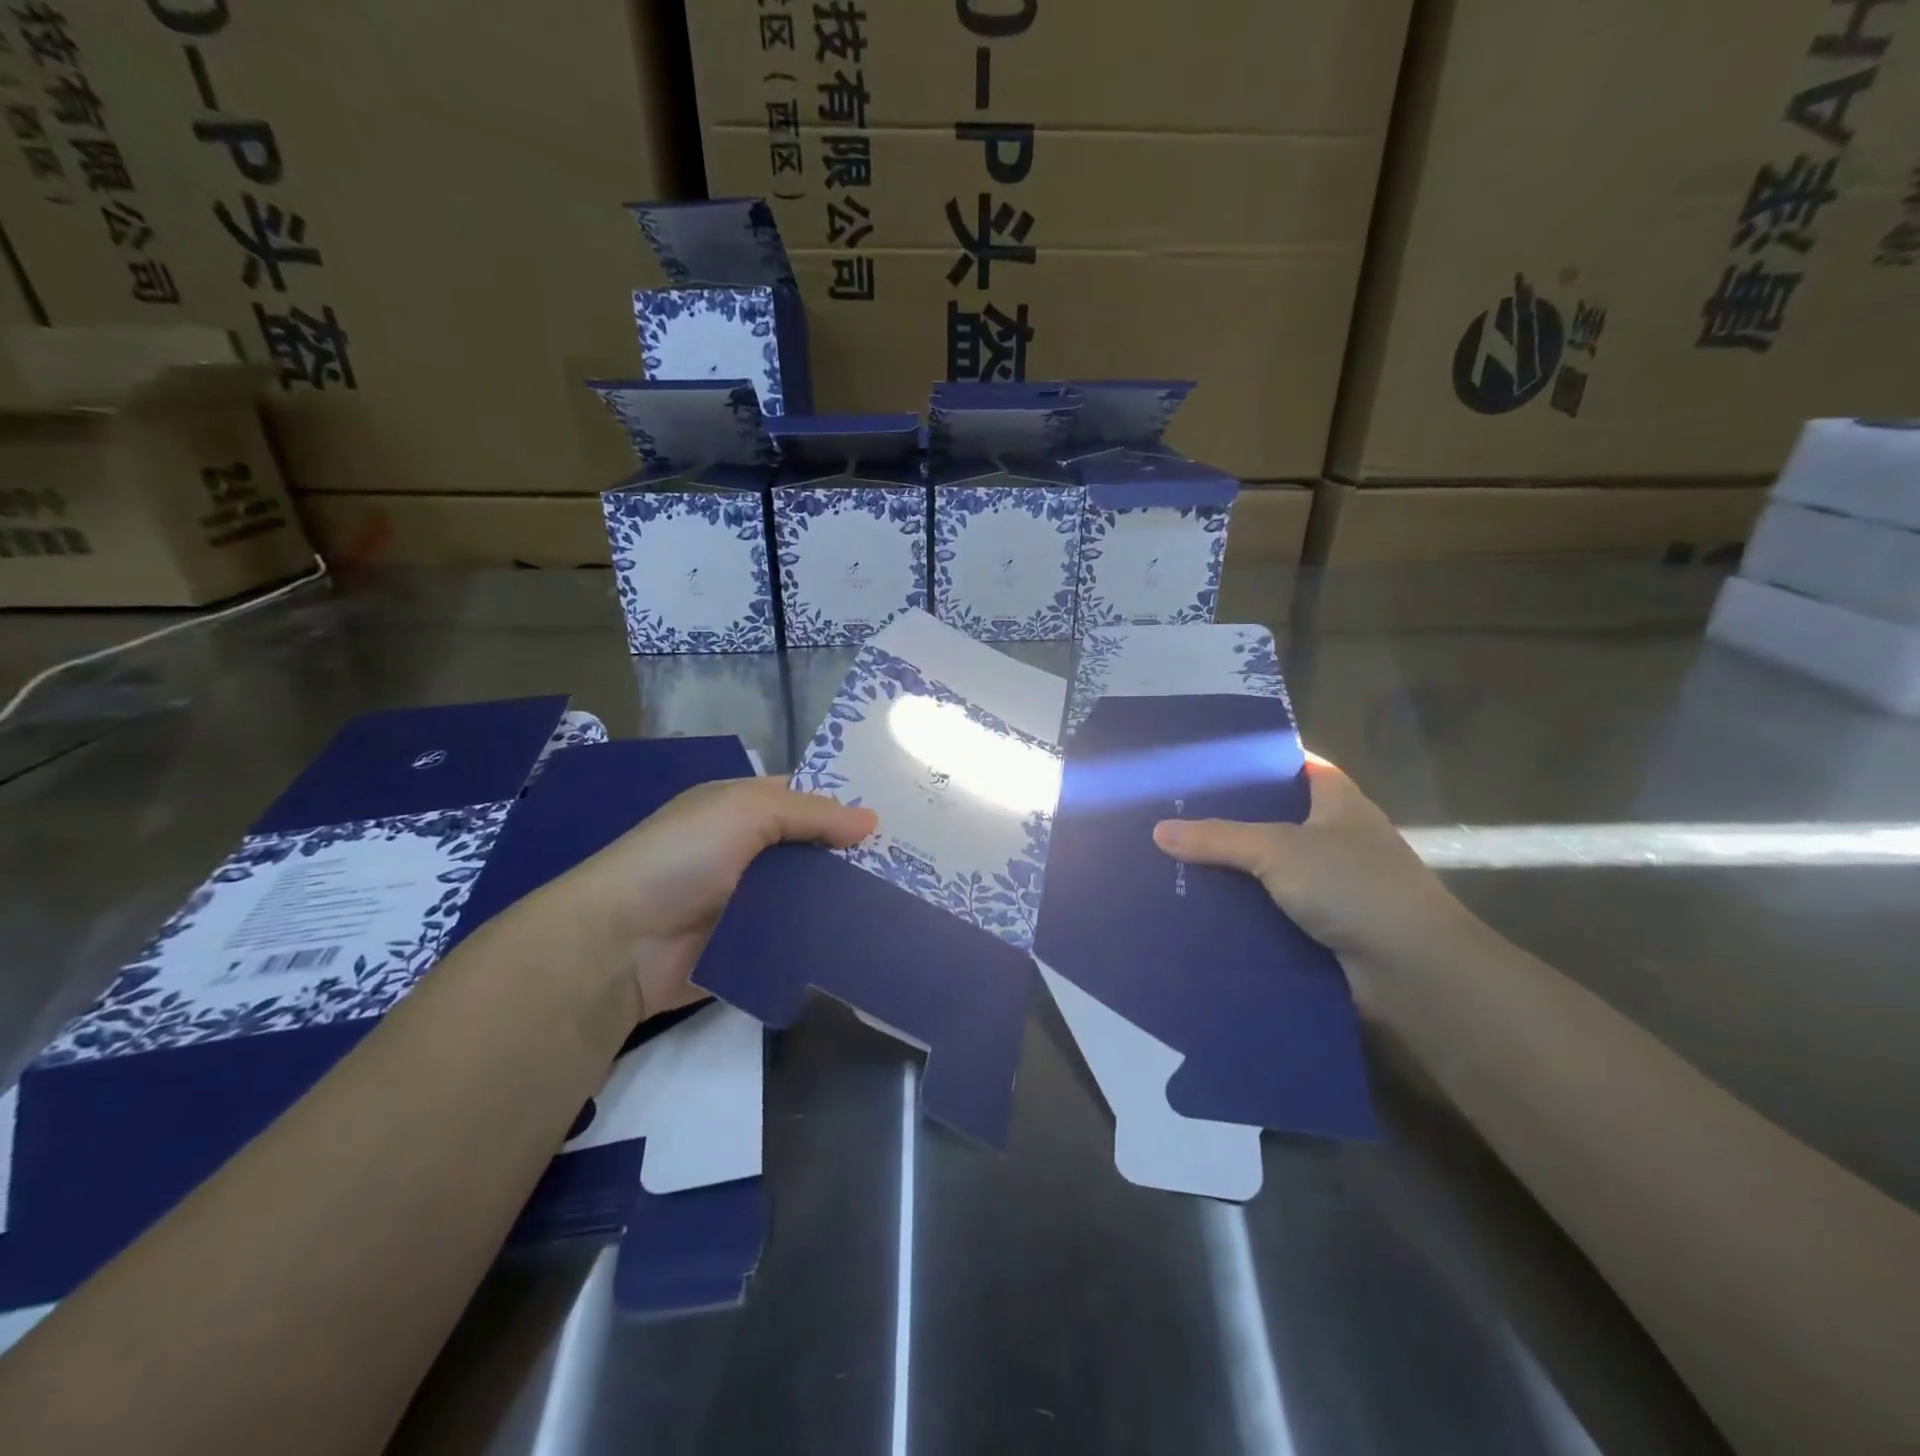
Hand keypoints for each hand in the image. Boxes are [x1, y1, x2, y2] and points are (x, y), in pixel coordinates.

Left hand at [526, 776, 875, 1022]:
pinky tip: (871, 939)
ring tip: (906, 903)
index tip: (899, 813)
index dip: (846, 802)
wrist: (620, 944)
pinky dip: (827, 937)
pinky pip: (799, 937)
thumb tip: (872, 820)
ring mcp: (751, 902)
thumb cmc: (681, 857)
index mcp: (742, 809)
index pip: (804, 797)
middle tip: (917, 864)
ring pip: (811, 895)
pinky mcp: (753, 946)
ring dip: (846, 899)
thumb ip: (810, 812)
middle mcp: (749, 851)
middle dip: (855, 854)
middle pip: (813, 849)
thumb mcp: (744, 812)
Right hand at [1150, 756, 1467, 990]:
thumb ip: (1219, 838)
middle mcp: (1336, 838)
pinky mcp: (1322, 926)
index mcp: (1338, 802)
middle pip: (1275, 819)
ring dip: (1232, 870)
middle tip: (1173, 814)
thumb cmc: (1353, 886)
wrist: (1412, 971)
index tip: (1209, 763)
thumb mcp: (1278, 850)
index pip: (1296, 766)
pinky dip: (1242, 910)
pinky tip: (1200, 908)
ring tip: (1173, 861)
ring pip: (1269, 868)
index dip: (1258, 761)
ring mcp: (1331, 884)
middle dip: (1229, 820)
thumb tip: (1159, 830)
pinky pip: (1271, 908)